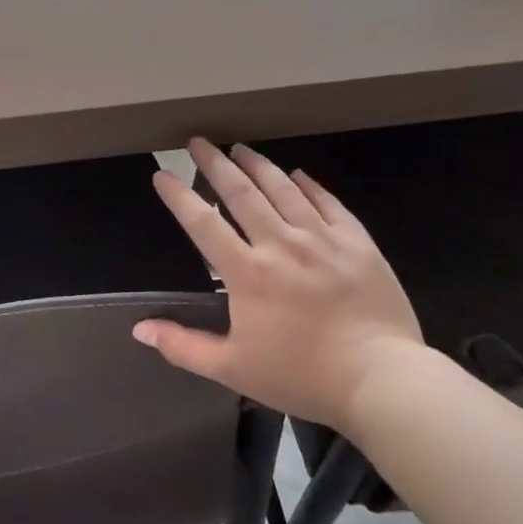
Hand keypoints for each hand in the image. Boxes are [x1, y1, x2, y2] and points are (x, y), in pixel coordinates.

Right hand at [134, 139, 424, 430]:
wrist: (383, 381)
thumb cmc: (303, 376)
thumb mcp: (234, 369)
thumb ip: (183, 346)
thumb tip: (139, 329)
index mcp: (247, 273)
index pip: (203, 223)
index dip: (179, 196)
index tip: (162, 174)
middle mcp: (281, 244)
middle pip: (241, 193)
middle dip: (215, 164)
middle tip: (198, 142)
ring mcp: (322, 239)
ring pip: (284, 189)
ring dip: (258, 165)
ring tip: (240, 148)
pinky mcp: (358, 243)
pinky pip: (328, 203)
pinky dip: (309, 186)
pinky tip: (298, 174)